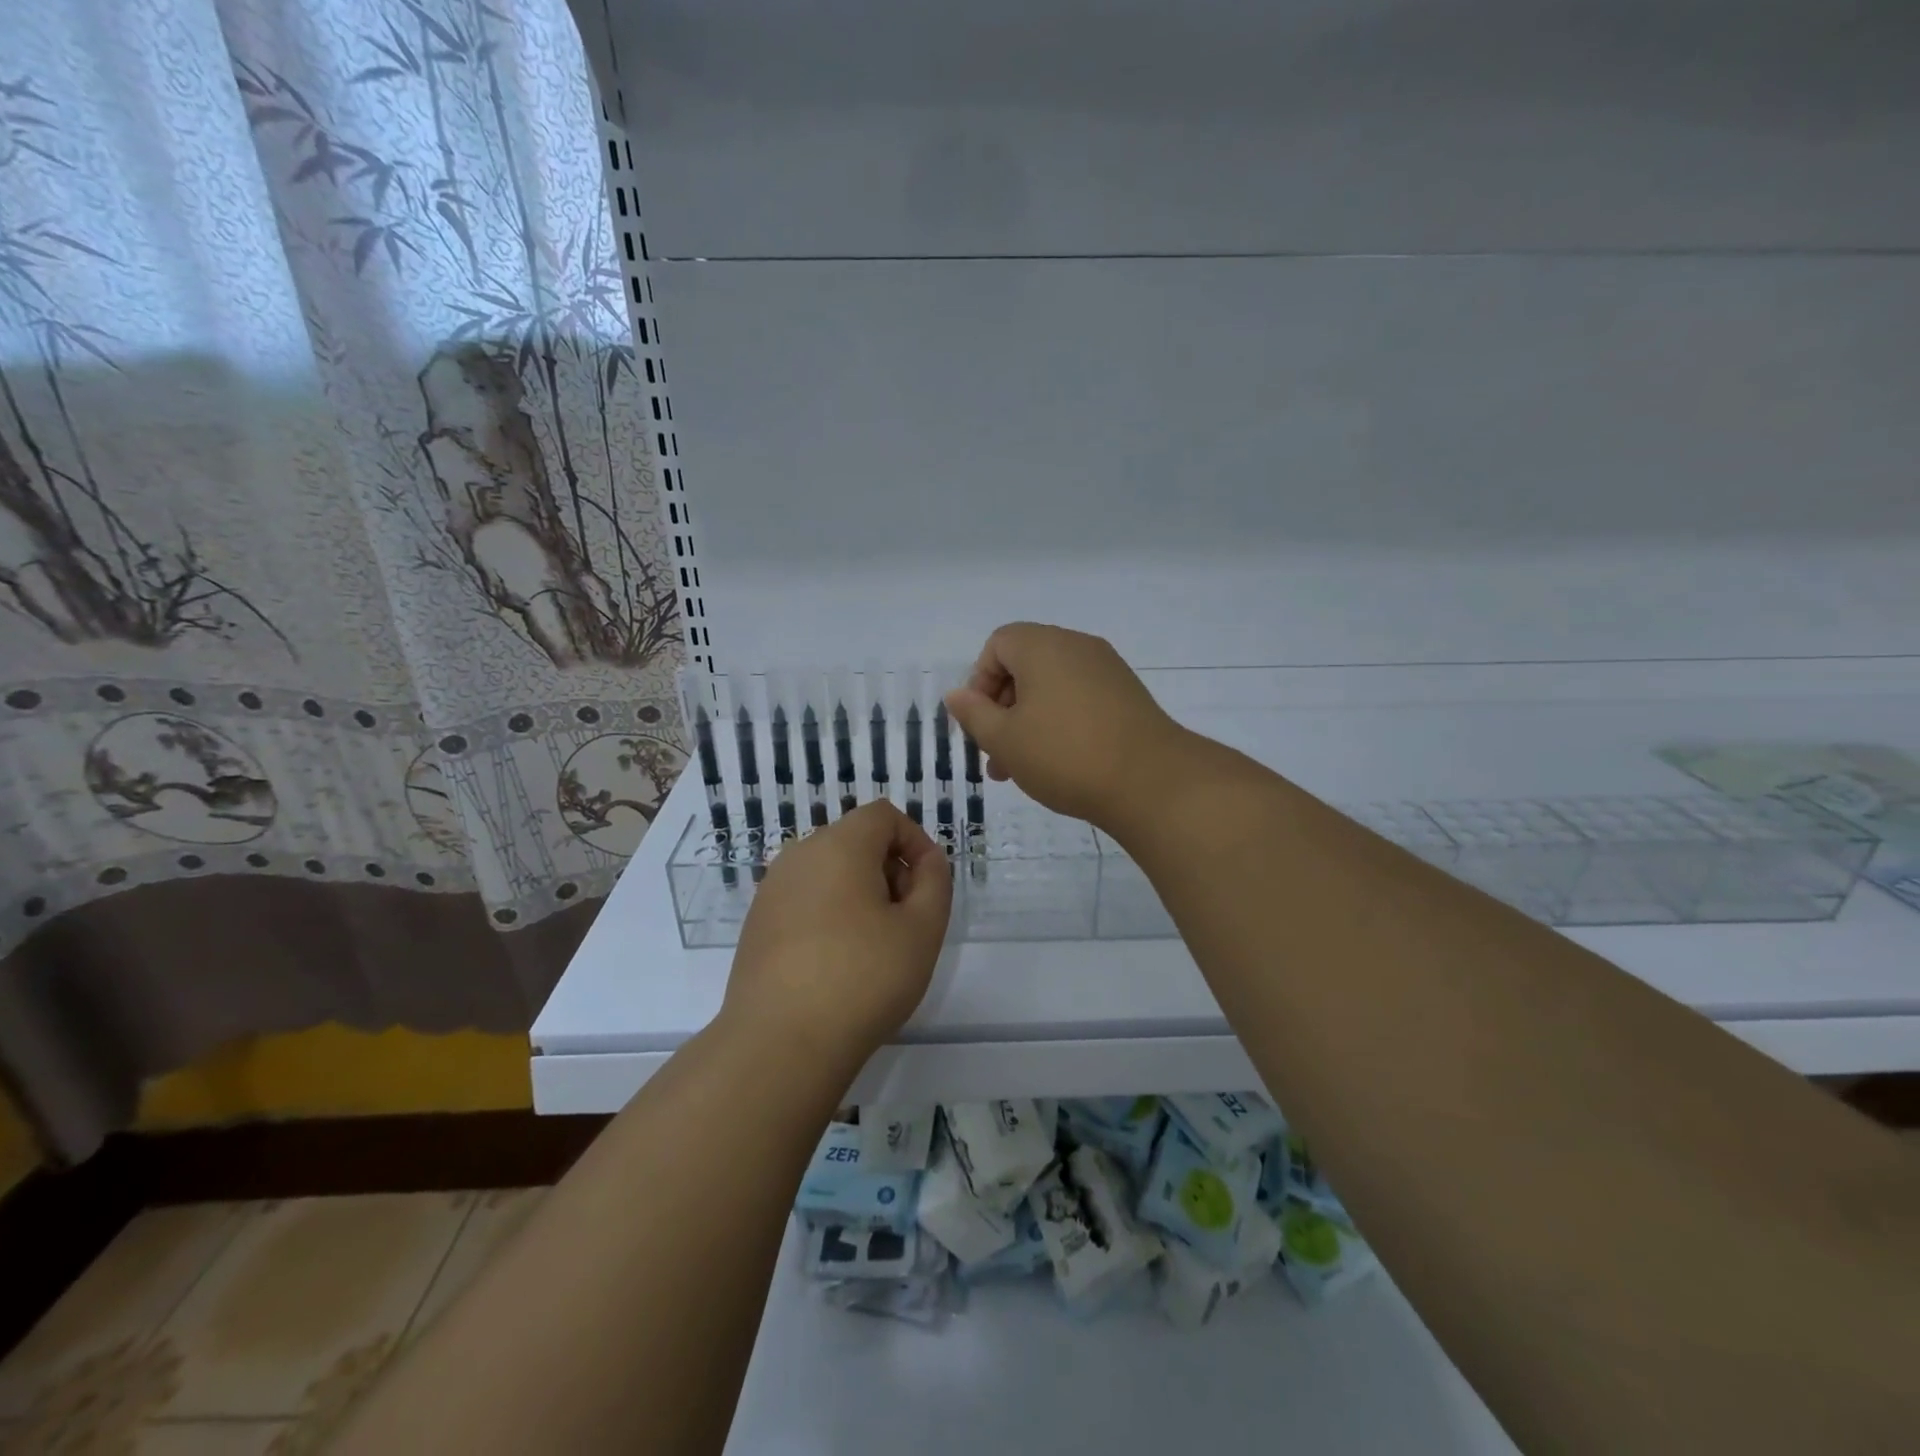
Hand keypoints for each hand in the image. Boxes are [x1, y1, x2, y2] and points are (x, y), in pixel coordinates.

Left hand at [723, 801, 952, 1065]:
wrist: (779, 1043)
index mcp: (838, 845)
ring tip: (875, 946)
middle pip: (855, 841)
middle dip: (889, 869)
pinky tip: (837, 963)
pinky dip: (829, 914)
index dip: (915, 841)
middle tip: (907, 920)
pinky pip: (804, 900)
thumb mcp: (922, 929)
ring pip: (829, 872)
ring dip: (860, 893)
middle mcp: (798, 856)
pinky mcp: (756, 924)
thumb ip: (935, 882)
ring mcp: (771, 890)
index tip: (928, 886)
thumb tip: (926, 862)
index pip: (883, 816)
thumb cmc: (863, 978)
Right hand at [943, 622, 1191, 829]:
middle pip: (1025, 665)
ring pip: (1051, 687)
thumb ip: (974, 713)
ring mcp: (1107, 669)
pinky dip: (1060, 722)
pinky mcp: (1127, 695)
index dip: (980, 681)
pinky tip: (1059, 763)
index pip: (998, 645)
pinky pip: (1079, 698)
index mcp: (1043, 646)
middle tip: (995, 754)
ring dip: (1028, 721)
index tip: (981, 722)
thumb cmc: (1065, 755)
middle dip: (1002, 708)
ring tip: (1021, 770)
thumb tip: (957, 694)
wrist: (1151, 781)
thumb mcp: (1005, 739)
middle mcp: (1076, 646)